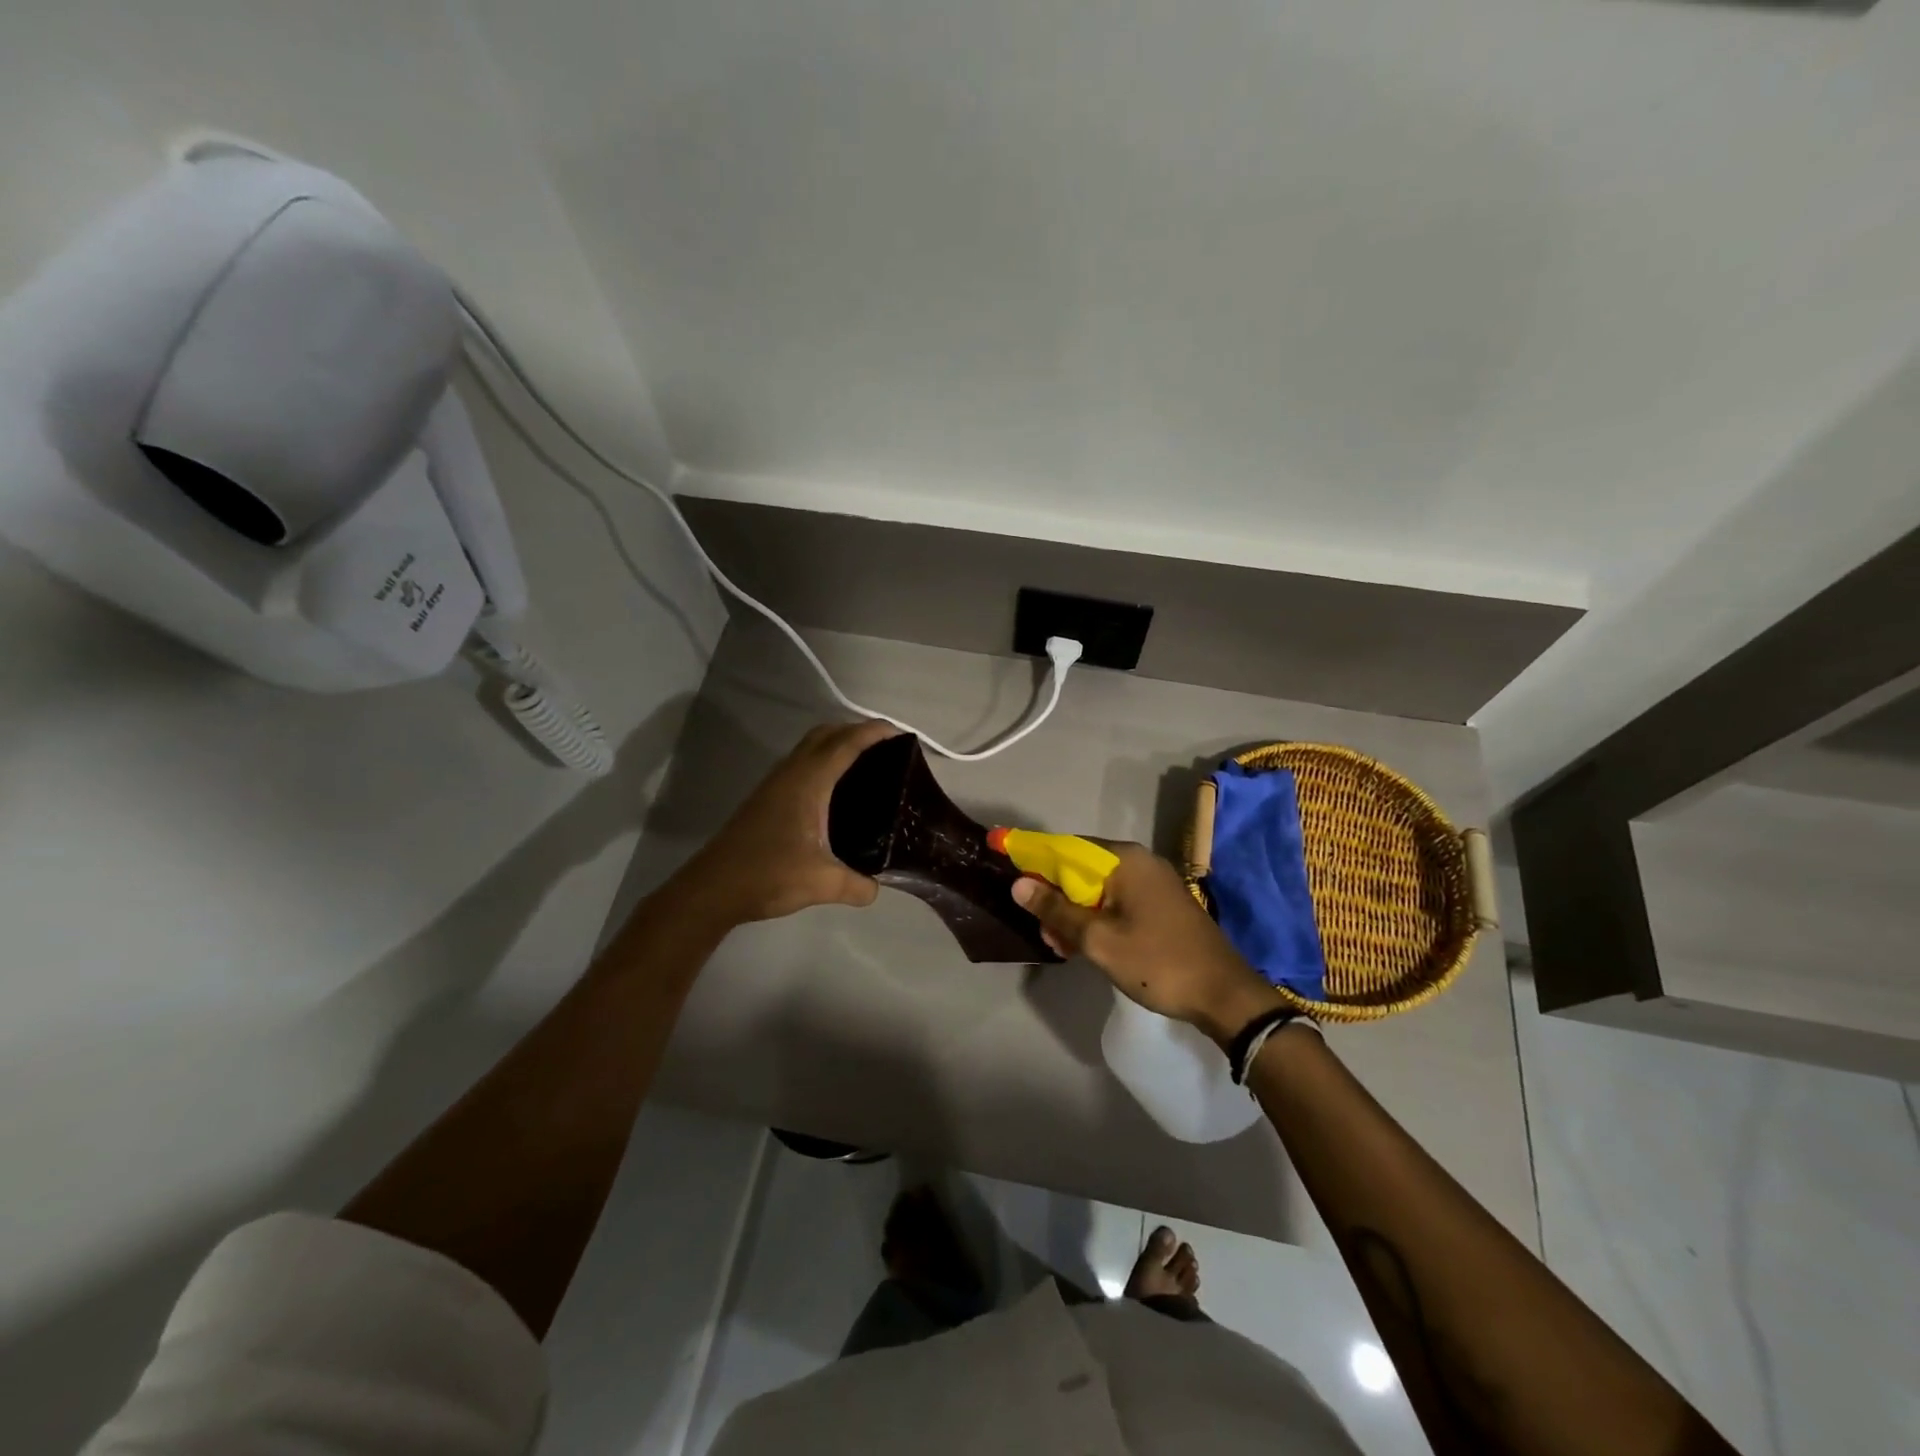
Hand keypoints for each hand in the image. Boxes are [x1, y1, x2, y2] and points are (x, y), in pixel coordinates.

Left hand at [679, 719, 899, 925]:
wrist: (713, 888)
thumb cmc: (768, 875)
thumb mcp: (822, 884)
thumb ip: (857, 885)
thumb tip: (876, 888)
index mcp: (808, 782)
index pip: (846, 744)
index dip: (874, 732)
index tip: (902, 734)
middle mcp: (791, 773)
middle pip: (826, 734)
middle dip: (857, 731)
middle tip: (888, 749)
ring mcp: (775, 783)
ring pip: (810, 746)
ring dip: (838, 743)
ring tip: (867, 764)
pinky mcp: (767, 797)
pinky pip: (801, 762)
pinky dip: (823, 760)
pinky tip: (835, 789)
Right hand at [1012, 843, 1285, 1047]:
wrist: (1224, 995)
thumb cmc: (1158, 962)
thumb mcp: (1099, 940)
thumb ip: (1057, 910)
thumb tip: (1019, 883)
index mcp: (1124, 860)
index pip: (1065, 847)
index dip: (1033, 857)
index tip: (1007, 865)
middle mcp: (1139, 861)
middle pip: (1081, 868)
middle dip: (1055, 897)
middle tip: (1043, 932)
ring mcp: (1153, 883)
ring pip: (1097, 888)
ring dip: (1074, 913)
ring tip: (1060, 946)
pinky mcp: (1161, 904)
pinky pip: (1116, 901)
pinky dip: (1096, 918)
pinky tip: (1085, 946)